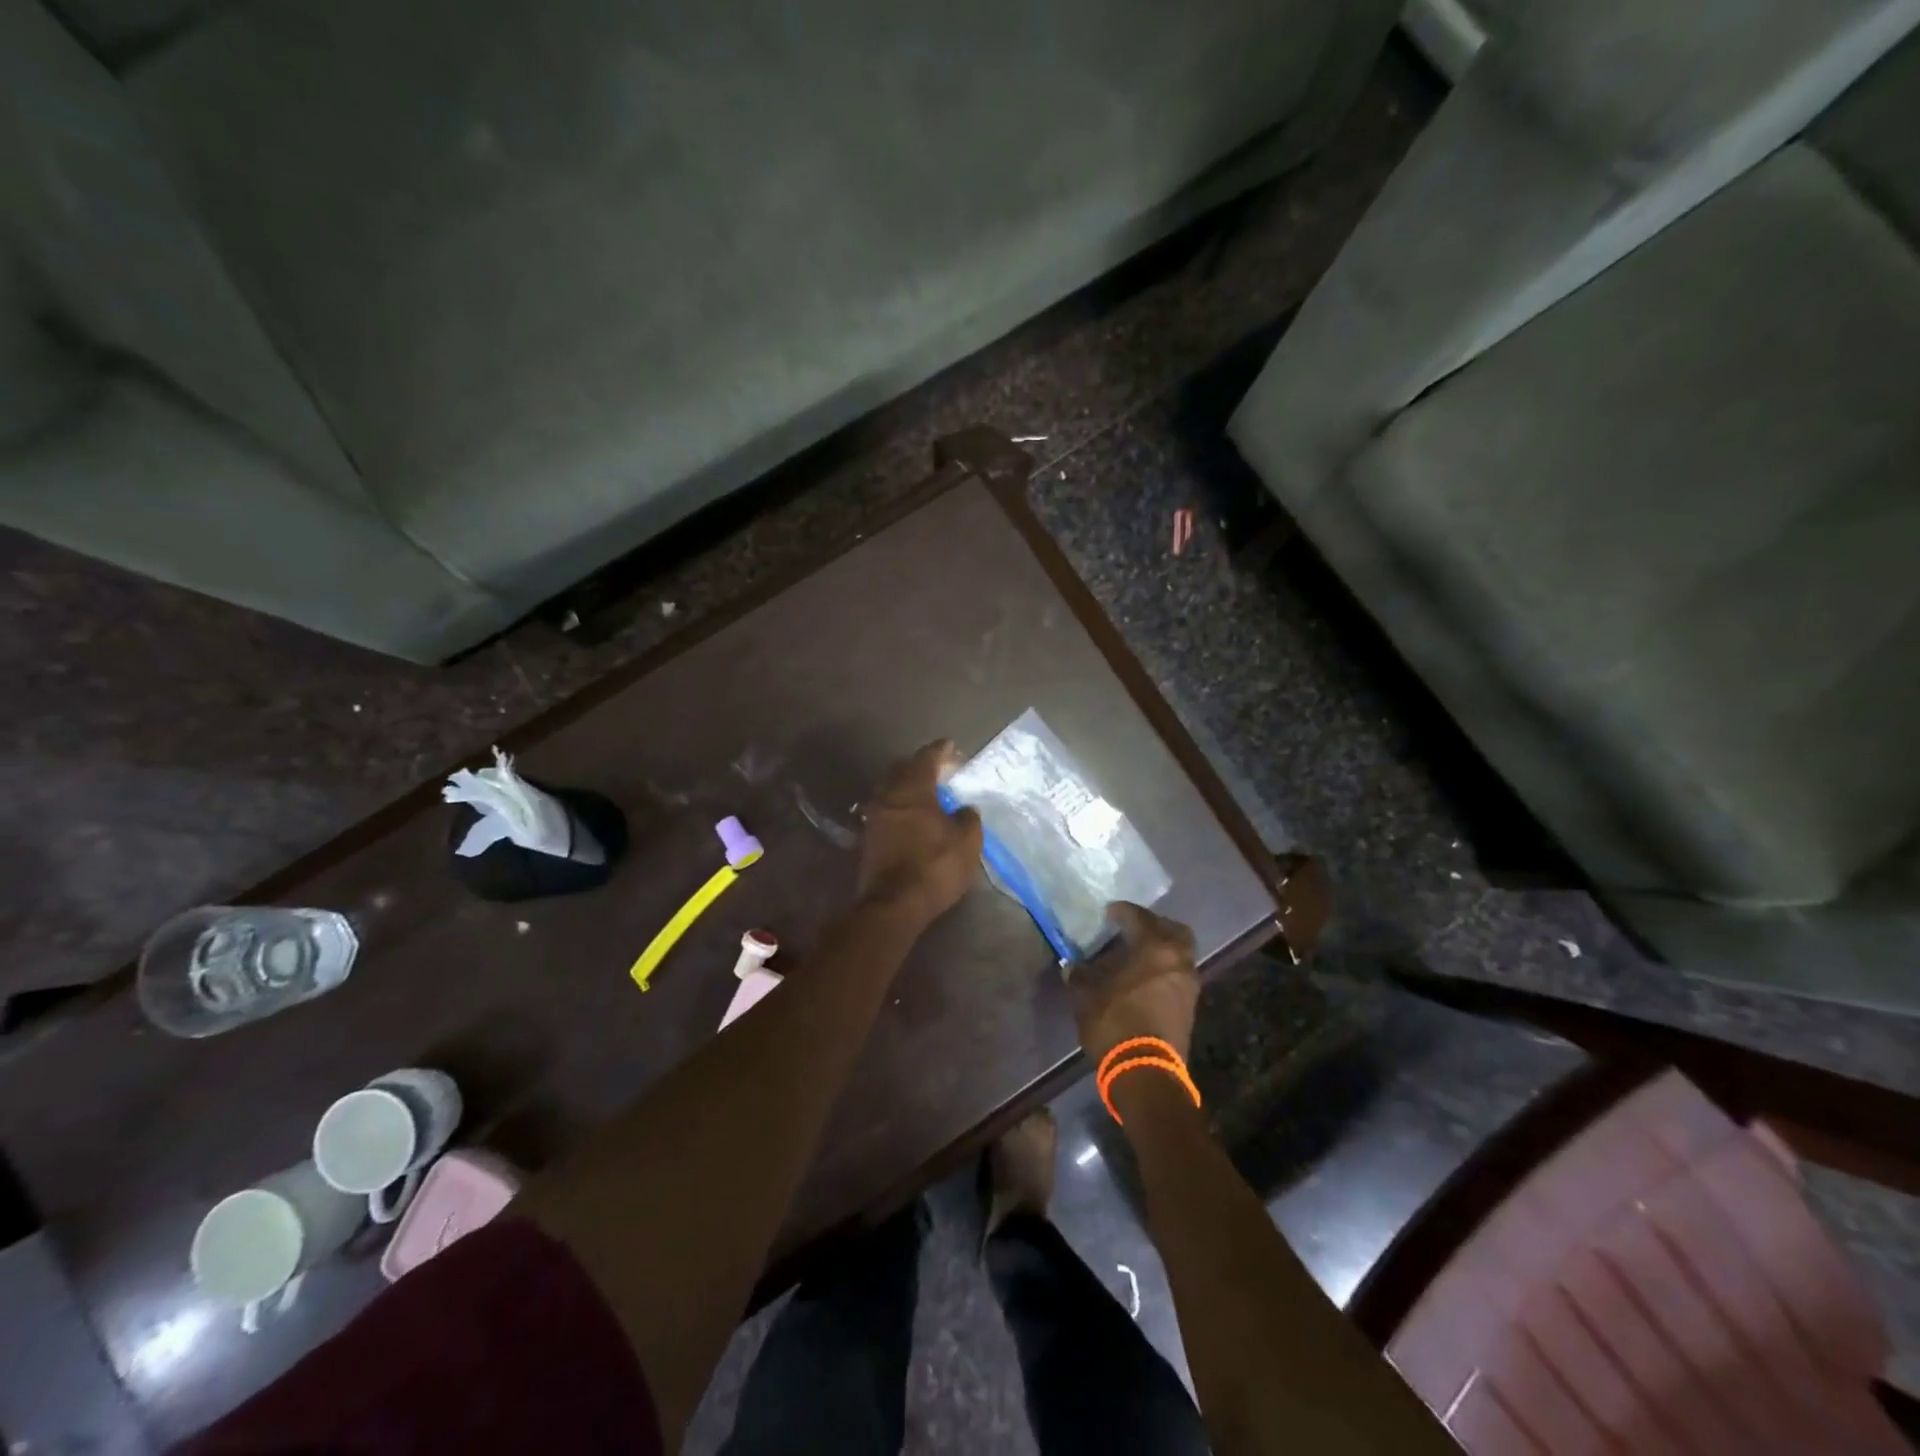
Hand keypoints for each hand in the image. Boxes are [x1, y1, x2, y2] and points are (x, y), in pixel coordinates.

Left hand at [856, 741, 982, 926]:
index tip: (950, 746)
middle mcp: (887, 795)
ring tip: (927, 795)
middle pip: (902, 770)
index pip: (926, 758)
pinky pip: (885, 812)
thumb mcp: (967, 840)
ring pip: (890, 791)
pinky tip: (912, 818)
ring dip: (907, 788)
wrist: (893, 904)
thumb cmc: (935, 865)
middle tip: (939, 770)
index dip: (940, 750)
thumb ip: (967, 817)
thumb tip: (963, 809)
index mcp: (912, 788)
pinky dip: (900, 809)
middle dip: (920, 767)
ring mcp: (873, 817)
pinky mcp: (867, 839)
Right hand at [1070, 902, 1199, 1062]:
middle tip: (1133, 928)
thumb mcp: (1086, 995)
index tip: (1109, 911)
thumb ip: (1080, 974)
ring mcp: (1188, 984)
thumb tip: (1072, 965)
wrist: (1146, 1072)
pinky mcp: (1189, 1007)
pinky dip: (1164, 968)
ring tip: (1137, 954)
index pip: (1139, 917)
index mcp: (1154, 948)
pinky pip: (1178, 974)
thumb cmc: (1115, 1022)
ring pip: (1179, 953)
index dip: (1122, 911)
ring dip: (1161, 948)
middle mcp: (1178, 960)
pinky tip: (1143, 977)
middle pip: (1174, 930)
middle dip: (1154, 925)